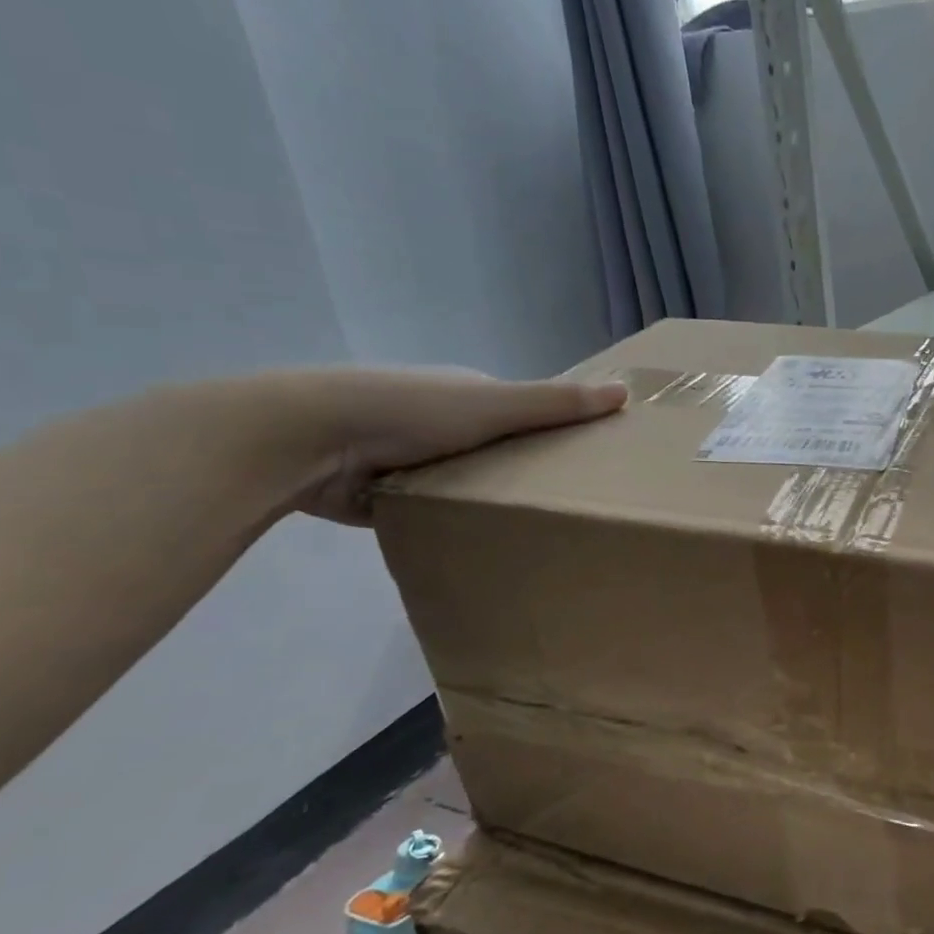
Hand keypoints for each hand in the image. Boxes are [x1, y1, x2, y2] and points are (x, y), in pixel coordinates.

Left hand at [274, 368, 627, 524]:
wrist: (308, 438)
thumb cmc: (409, 411)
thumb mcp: (494, 405)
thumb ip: (557, 403)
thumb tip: (626, 391)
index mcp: (468, 392)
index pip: (525, 412)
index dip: (558, 434)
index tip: (590, 465)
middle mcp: (441, 420)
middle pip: (499, 450)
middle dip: (525, 473)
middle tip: (567, 508)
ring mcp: (411, 457)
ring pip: (466, 482)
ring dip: (487, 499)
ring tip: (531, 532)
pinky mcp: (386, 493)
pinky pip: (434, 509)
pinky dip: (452, 521)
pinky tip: (480, 543)